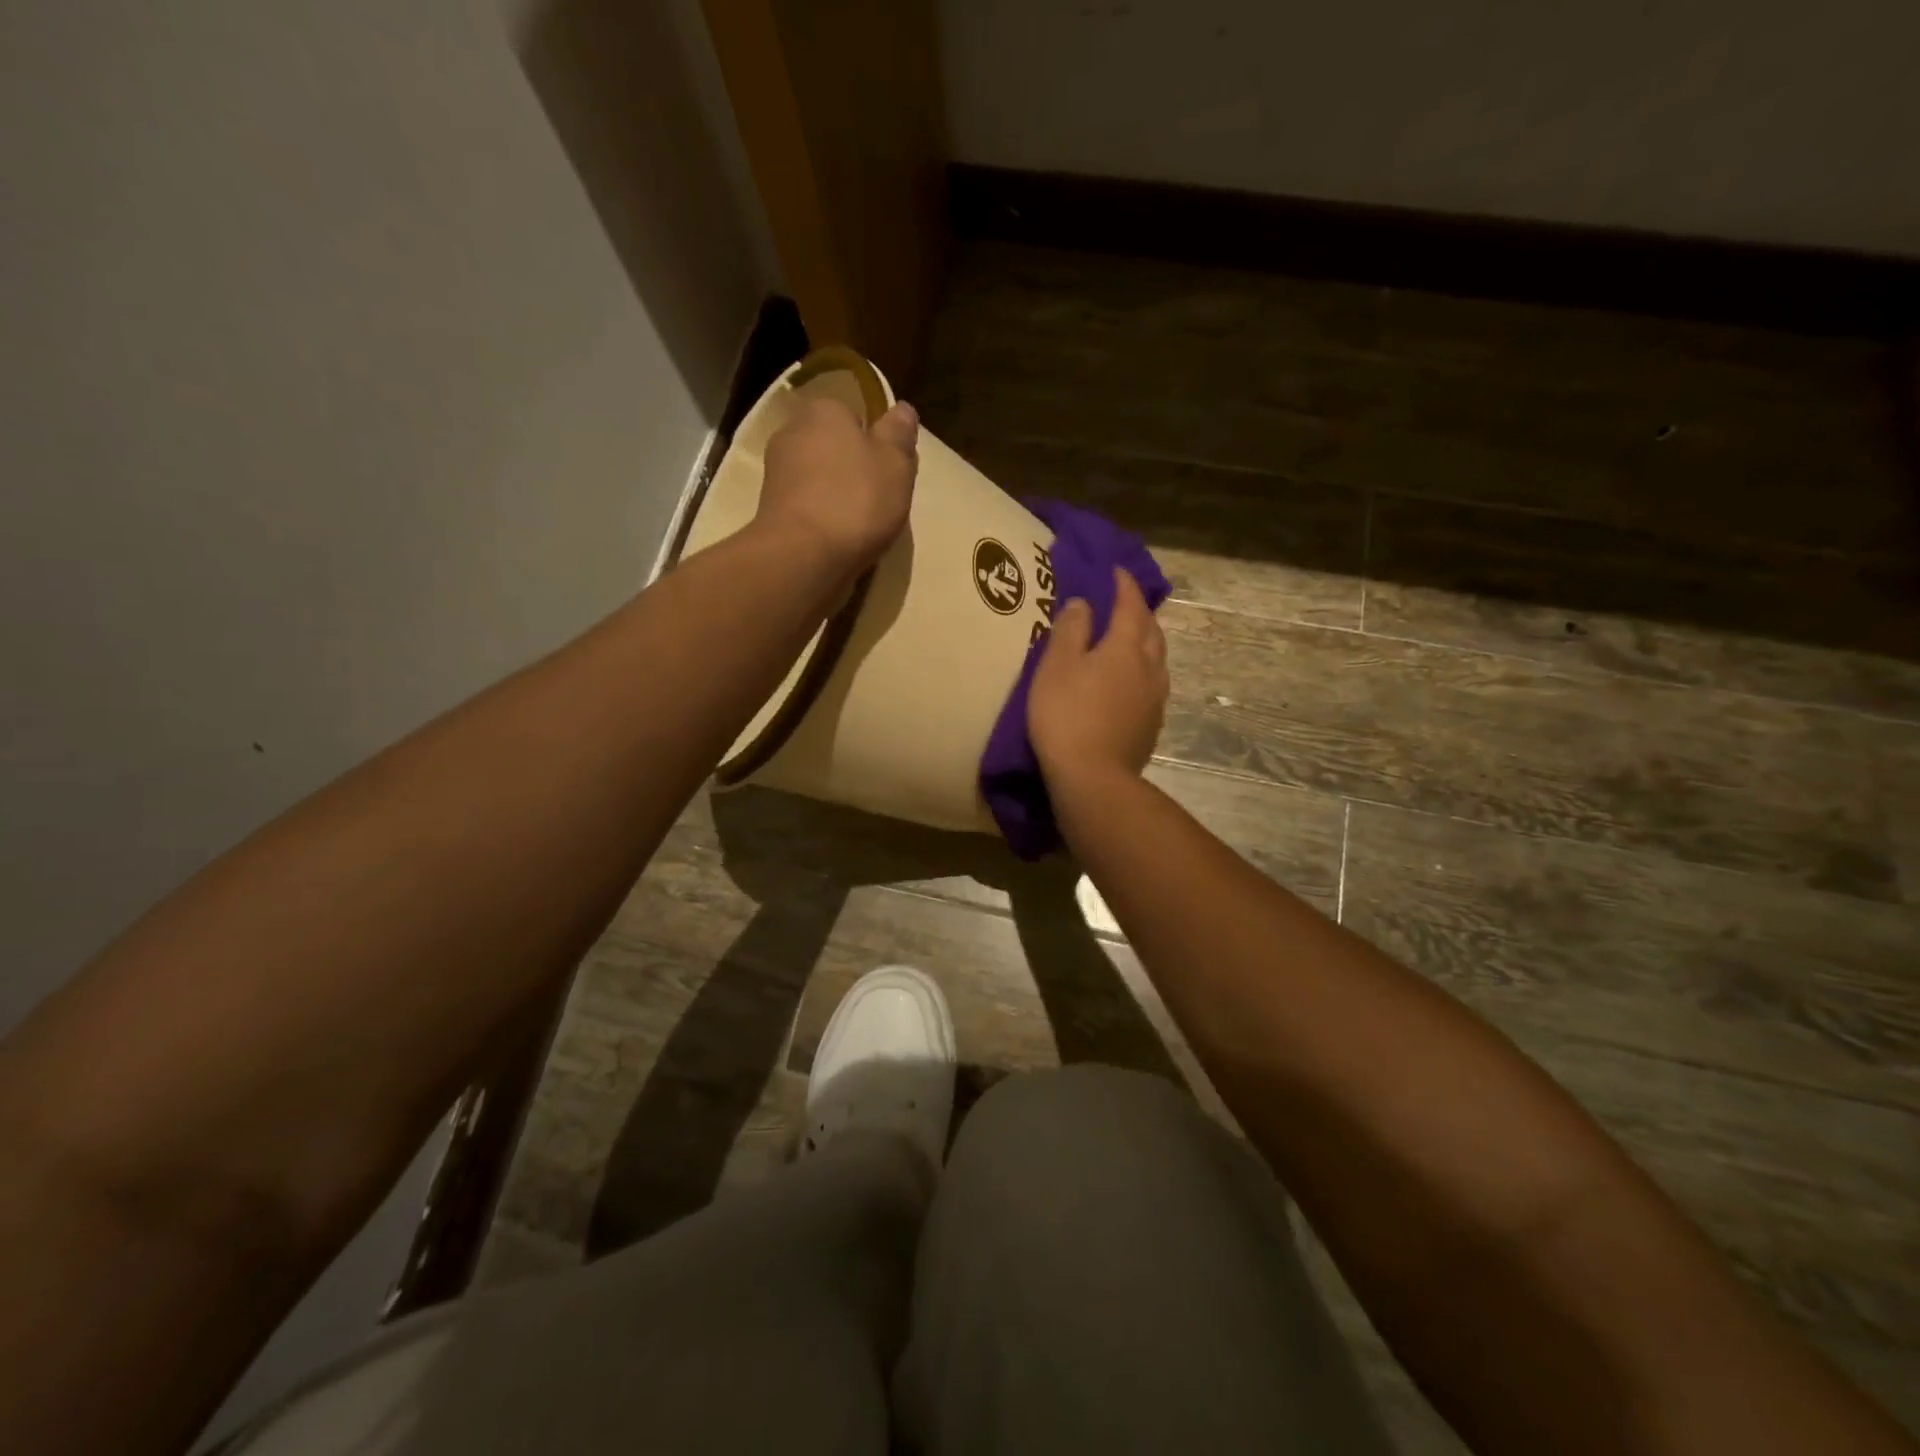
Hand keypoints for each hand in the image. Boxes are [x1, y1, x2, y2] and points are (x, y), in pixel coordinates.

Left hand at [754, 395, 918, 578]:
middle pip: (833, 449)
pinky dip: (821, 520)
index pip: (854, 417)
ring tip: (860, 527)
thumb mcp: (895, 463)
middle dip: (853, 470)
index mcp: (823, 411)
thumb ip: (899, 434)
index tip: (889, 472)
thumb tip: (902, 409)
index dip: (874, 444)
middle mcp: (792, 433)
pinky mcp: (770, 511)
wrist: (804, 556)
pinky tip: (837, 540)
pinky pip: (807, 508)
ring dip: (837, 498)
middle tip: (879, 500)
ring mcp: (776, 474)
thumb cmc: (856, 500)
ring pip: (819, 480)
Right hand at [1028, 566, 1168, 790]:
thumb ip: (1071, 630)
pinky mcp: (1151, 725)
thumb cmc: (1067, 716)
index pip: (1129, 605)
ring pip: (1157, 658)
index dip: (1123, 585)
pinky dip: (1145, 669)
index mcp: (1124, 647)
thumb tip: (1084, 603)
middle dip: (1139, 611)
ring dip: (1146, 640)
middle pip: (1151, 630)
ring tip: (1132, 637)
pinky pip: (1153, 684)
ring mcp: (1154, 698)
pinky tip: (1133, 680)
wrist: (1093, 778)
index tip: (1116, 570)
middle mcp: (1148, 667)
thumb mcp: (1056, 666)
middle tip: (1125, 601)